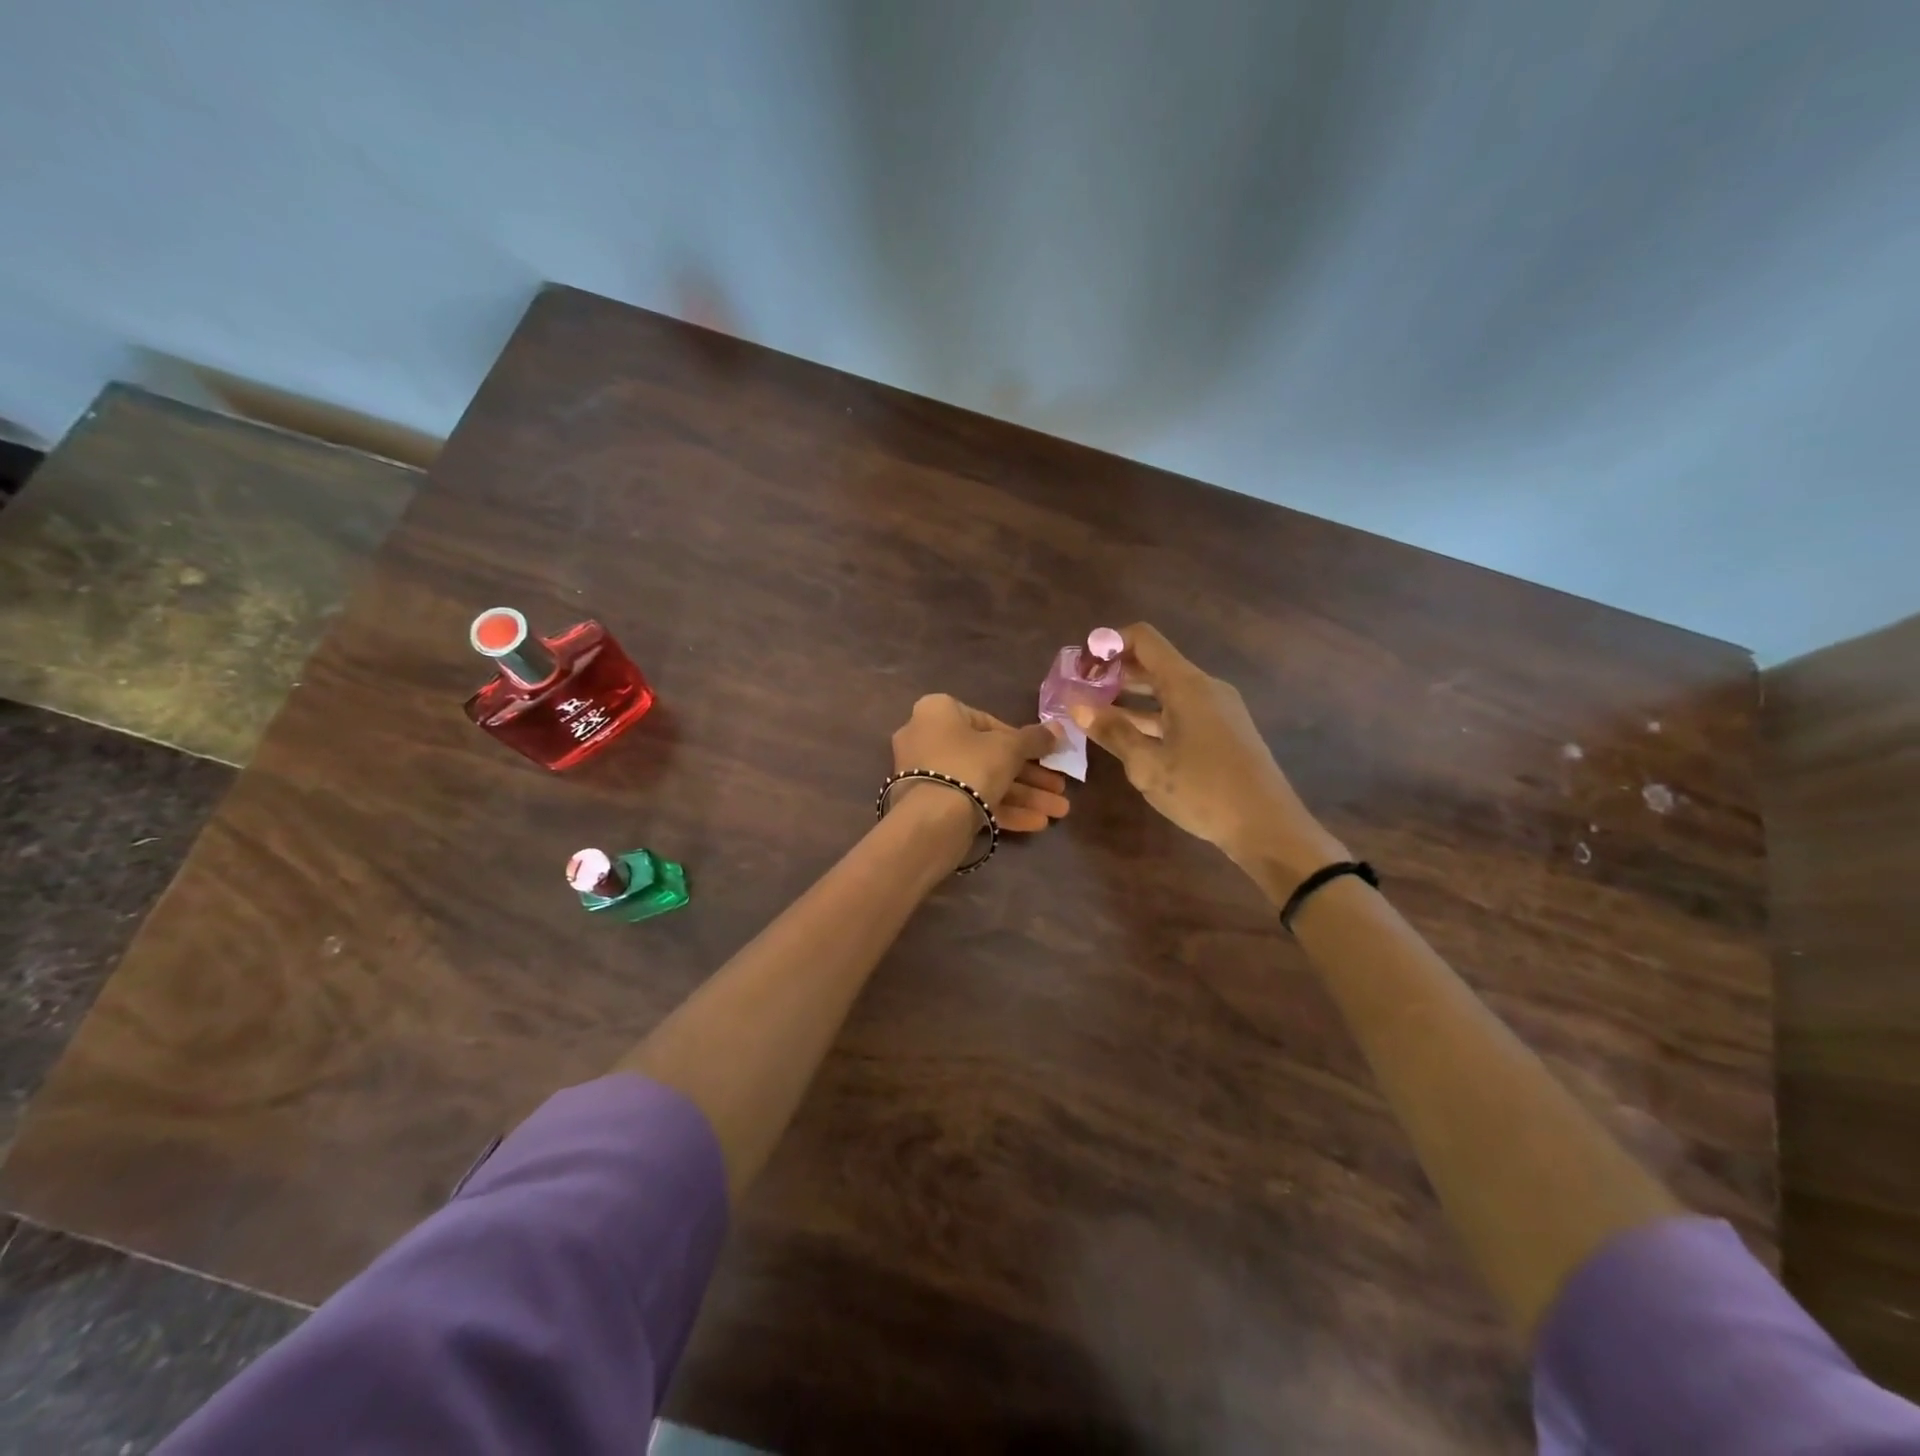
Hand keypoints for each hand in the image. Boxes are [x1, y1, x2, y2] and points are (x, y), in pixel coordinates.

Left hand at [891, 695, 1071, 832]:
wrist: (930, 821)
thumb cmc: (970, 766)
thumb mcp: (1009, 748)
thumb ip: (1035, 738)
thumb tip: (1059, 729)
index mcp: (938, 712)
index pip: (988, 723)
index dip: (1023, 741)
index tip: (1048, 756)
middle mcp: (927, 738)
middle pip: (988, 756)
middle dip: (1030, 776)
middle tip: (1060, 789)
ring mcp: (926, 775)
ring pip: (982, 782)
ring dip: (1024, 797)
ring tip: (1059, 812)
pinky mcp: (929, 806)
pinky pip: (970, 802)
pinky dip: (1003, 810)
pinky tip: (1037, 823)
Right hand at [1070, 624, 1348, 894]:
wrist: (1268, 827)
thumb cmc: (1203, 791)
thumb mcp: (1148, 764)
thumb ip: (1112, 731)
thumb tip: (1077, 705)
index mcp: (1187, 685)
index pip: (1143, 639)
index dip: (1109, 644)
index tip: (1081, 666)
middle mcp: (1204, 687)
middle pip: (1153, 664)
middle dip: (1114, 673)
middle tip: (1080, 693)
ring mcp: (1217, 709)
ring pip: (1166, 690)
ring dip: (1130, 698)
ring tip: (1095, 716)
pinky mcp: (1223, 731)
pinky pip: (1180, 710)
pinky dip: (1151, 716)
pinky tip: (1129, 737)